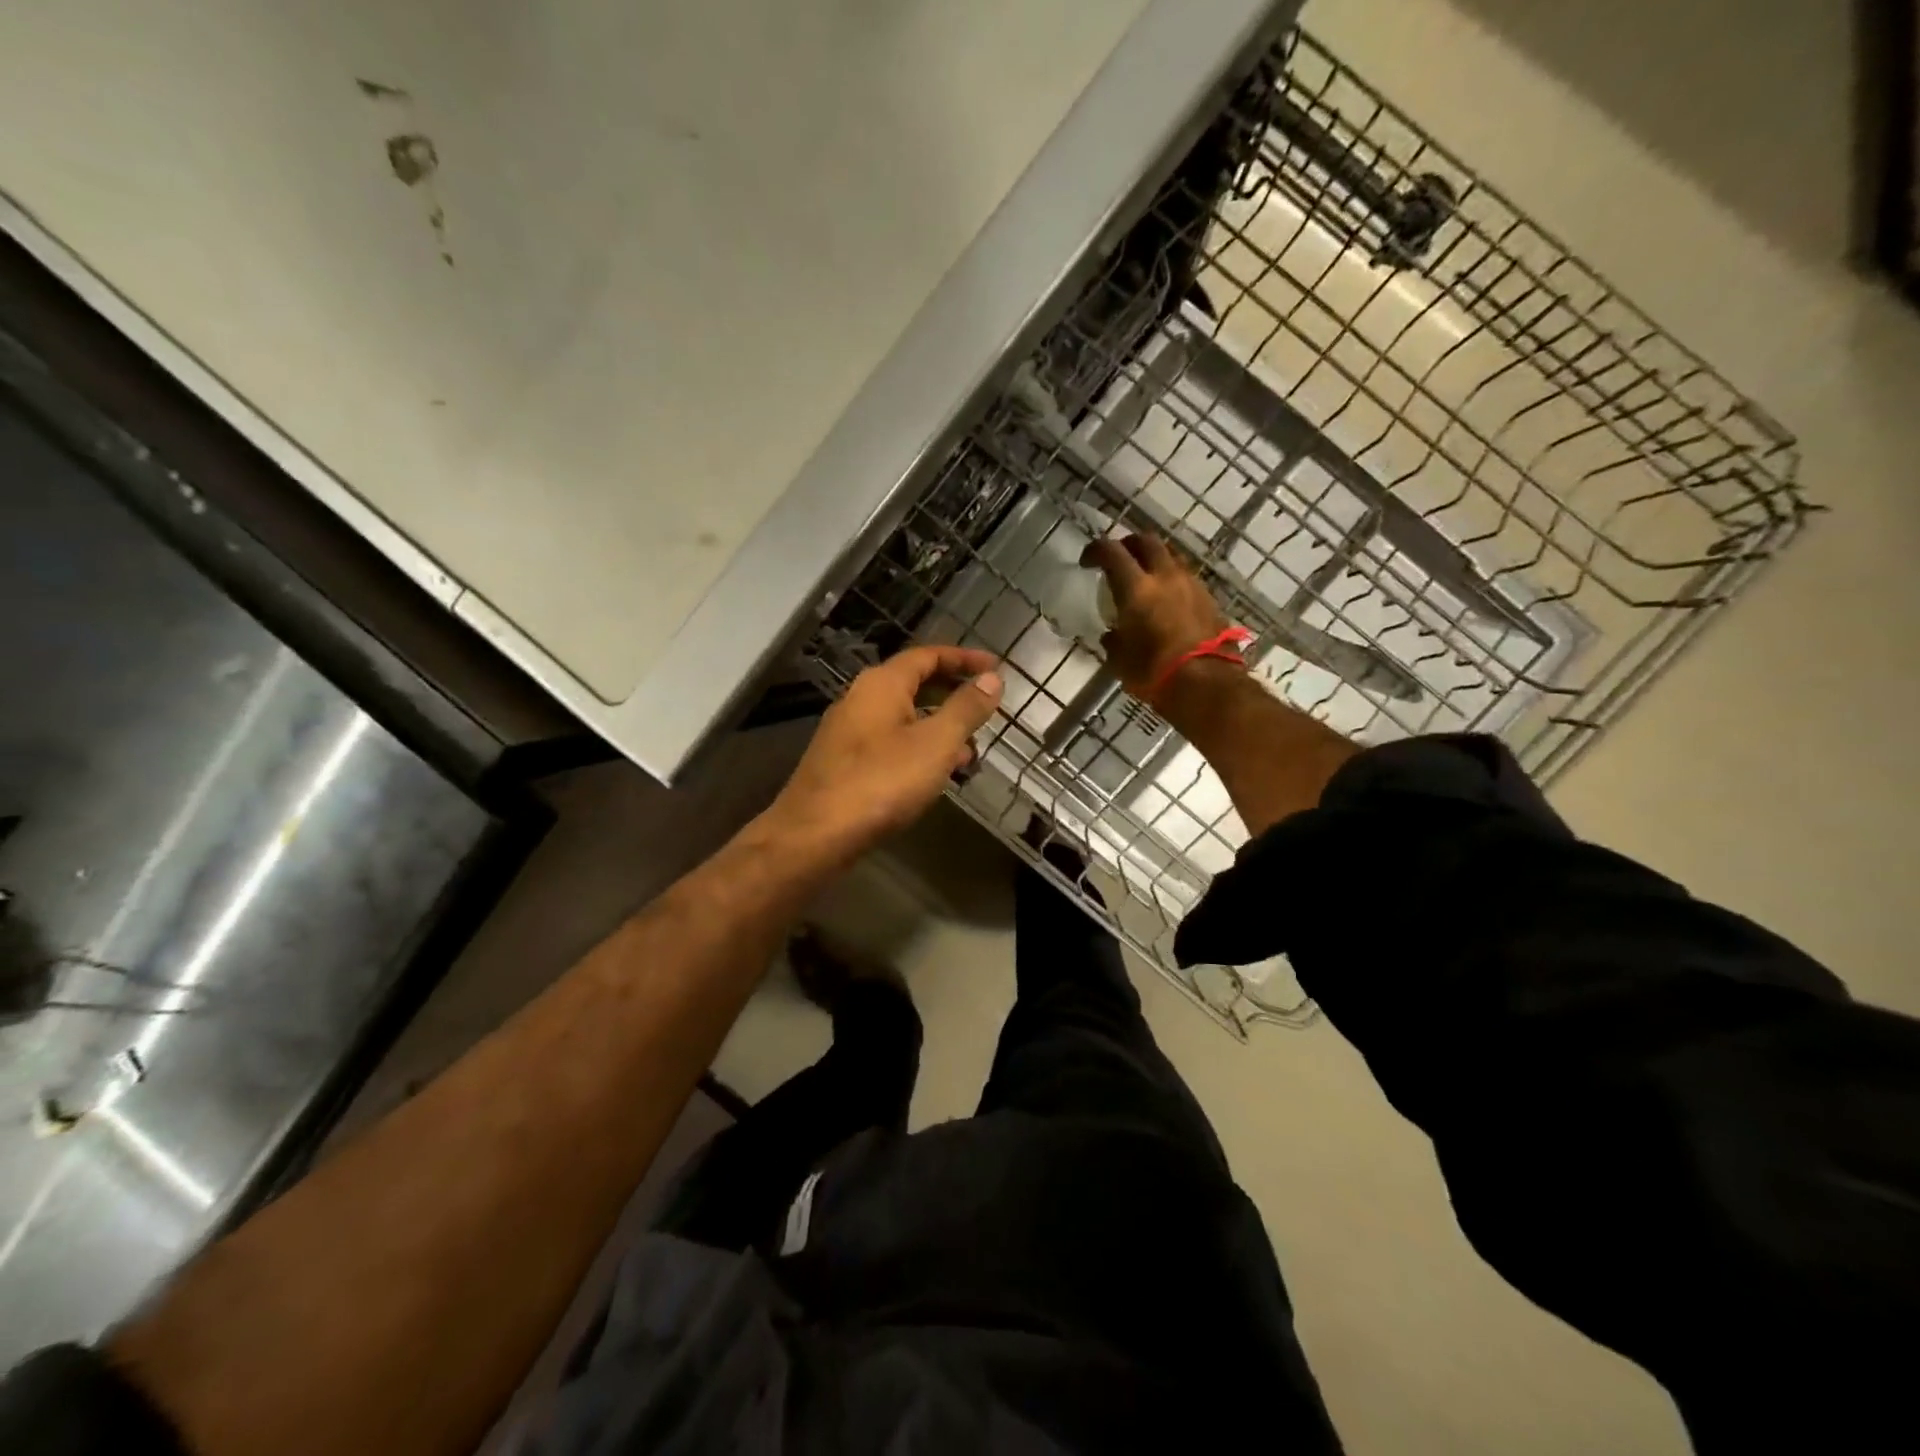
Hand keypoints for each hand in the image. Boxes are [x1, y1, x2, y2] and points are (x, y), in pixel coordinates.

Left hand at [763, 647, 1003, 861]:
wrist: (815, 835)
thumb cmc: (881, 782)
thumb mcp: (936, 743)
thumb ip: (966, 708)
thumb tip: (992, 679)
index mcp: (881, 684)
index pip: (928, 655)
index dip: (964, 659)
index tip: (996, 668)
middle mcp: (860, 699)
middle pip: (914, 684)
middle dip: (953, 695)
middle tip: (987, 710)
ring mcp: (849, 732)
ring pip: (903, 717)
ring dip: (939, 727)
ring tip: (971, 750)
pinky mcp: (844, 763)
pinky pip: (891, 743)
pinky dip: (918, 749)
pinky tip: (935, 776)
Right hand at [1082, 534, 1230, 700]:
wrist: (1207, 685)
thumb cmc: (1154, 673)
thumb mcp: (1120, 660)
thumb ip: (1114, 639)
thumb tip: (1112, 634)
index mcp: (1136, 588)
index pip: (1111, 551)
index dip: (1095, 550)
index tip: (1087, 561)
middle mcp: (1165, 576)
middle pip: (1146, 541)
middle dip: (1129, 544)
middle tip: (1118, 559)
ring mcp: (1191, 584)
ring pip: (1171, 556)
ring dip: (1154, 560)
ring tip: (1145, 577)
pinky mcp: (1209, 599)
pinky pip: (1186, 578)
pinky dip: (1172, 580)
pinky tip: (1167, 599)